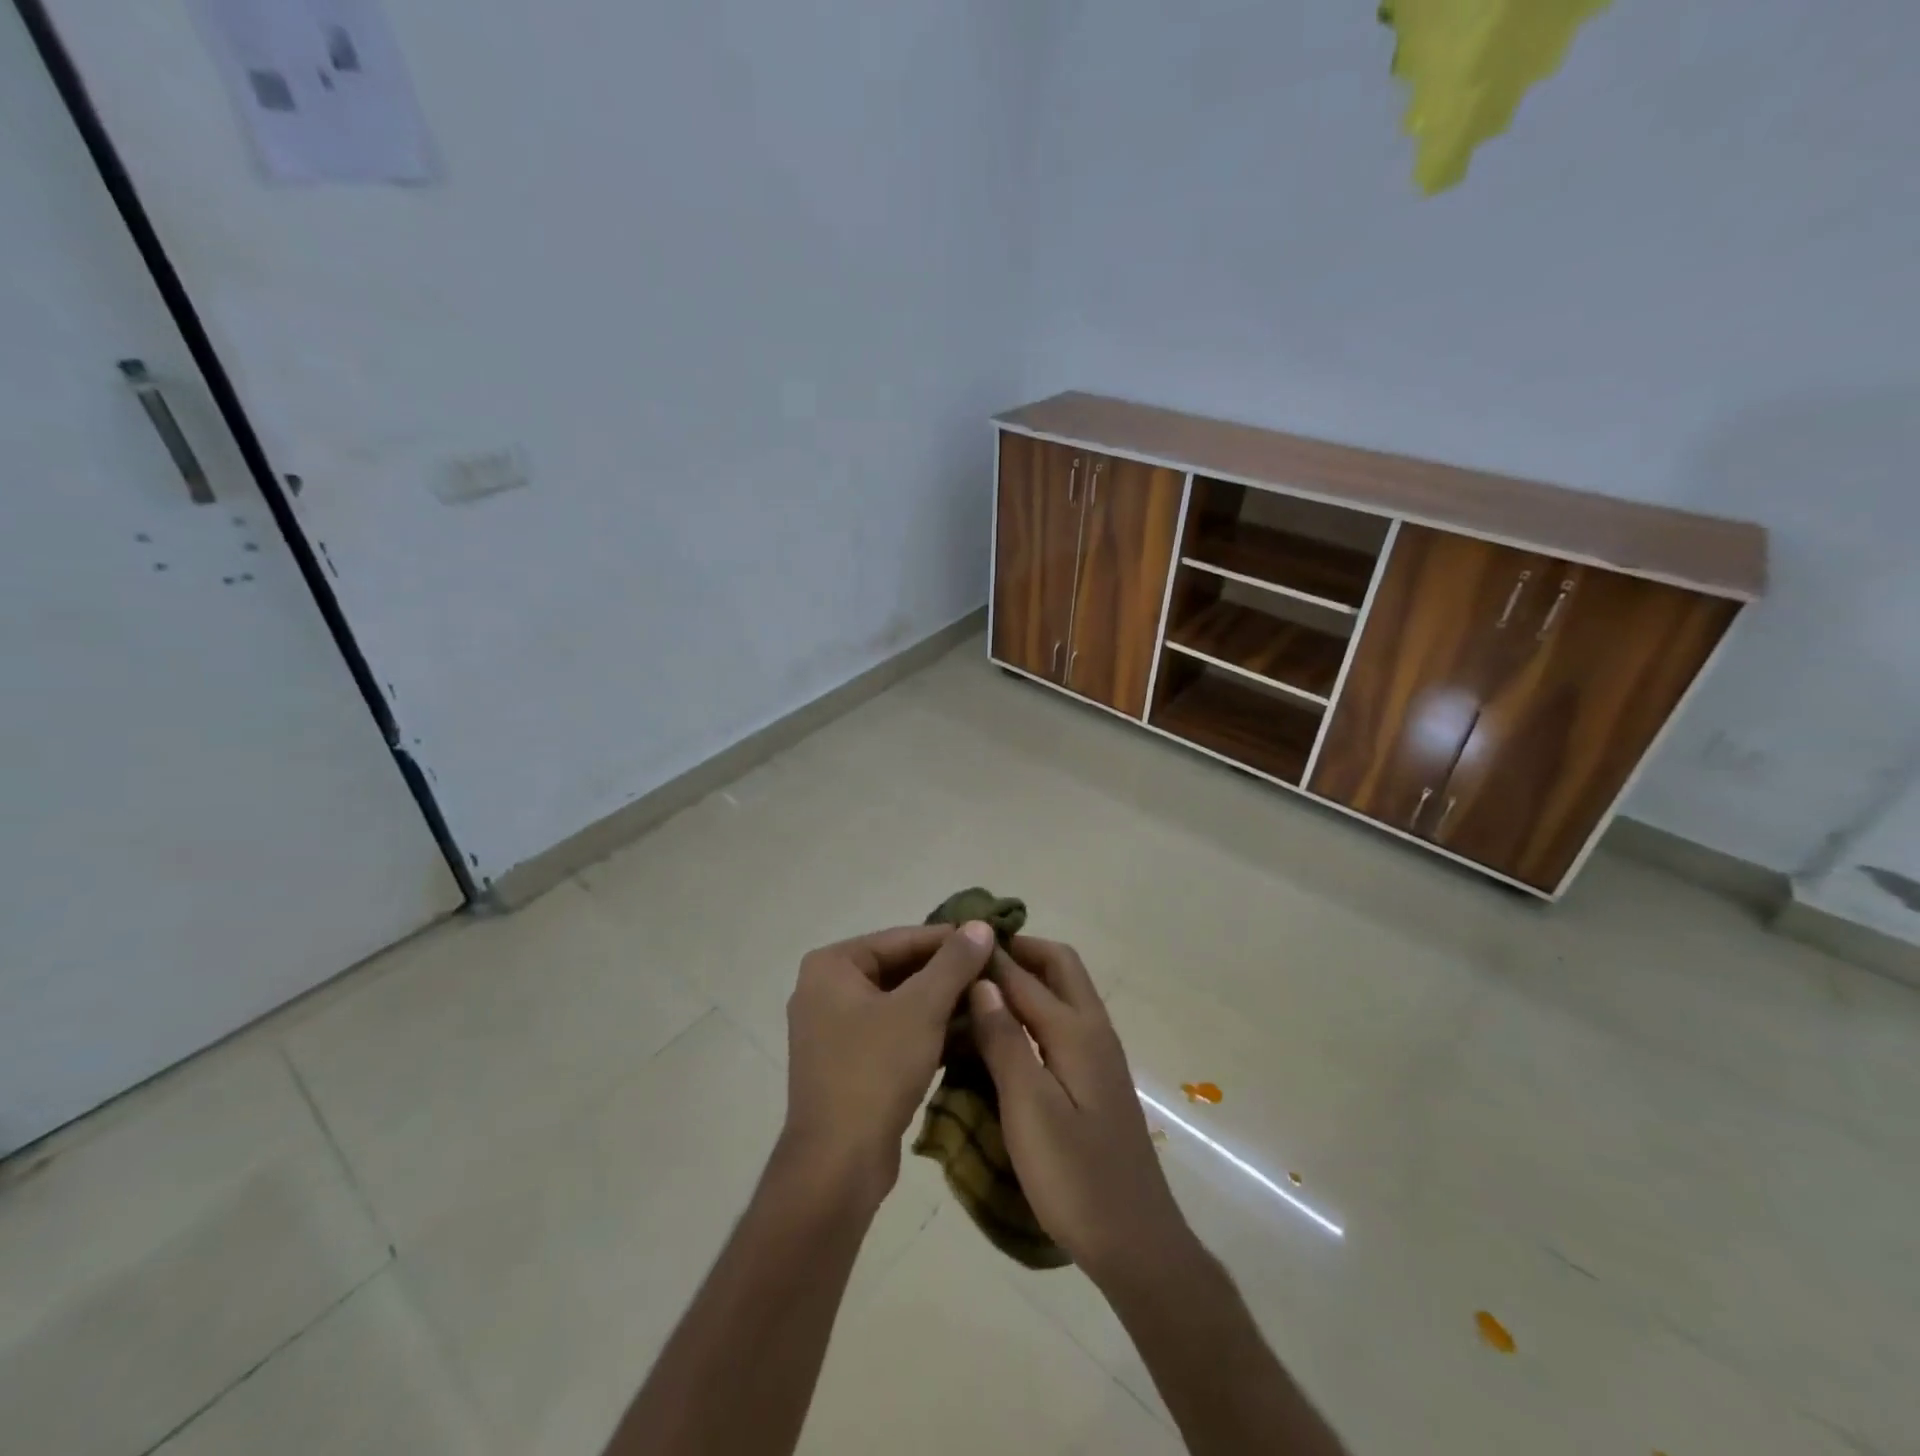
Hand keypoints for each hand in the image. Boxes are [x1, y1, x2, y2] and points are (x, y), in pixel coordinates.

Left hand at [781, 921, 996, 1205]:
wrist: (838, 1165)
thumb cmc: (875, 1071)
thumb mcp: (922, 1009)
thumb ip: (953, 963)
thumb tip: (981, 925)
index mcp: (832, 966)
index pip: (902, 938)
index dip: (950, 939)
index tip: (994, 940)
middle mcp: (826, 989)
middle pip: (900, 969)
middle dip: (948, 973)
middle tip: (997, 971)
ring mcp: (834, 1028)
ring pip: (900, 1002)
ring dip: (942, 1003)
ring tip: (990, 999)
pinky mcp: (849, 1062)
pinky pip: (894, 1031)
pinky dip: (927, 1030)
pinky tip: (969, 1033)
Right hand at [967, 937, 1193, 1283]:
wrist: (1135, 1241)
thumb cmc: (1075, 1177)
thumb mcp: (1029, 1108)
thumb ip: (1004, 1041)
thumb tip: (982, 981)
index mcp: (1076, 1031)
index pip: (1025, 975)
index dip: (989, 956)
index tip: (952, 940)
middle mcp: (1093, 1030)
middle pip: (1059, 967)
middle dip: (1020, 951)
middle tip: (973, 957)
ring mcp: (1099, 1055)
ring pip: (1064, 992)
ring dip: (1028, 977)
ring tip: (980, 986)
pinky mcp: (1095, 1079)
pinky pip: (1063, 1021)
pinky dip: (1035, 1008)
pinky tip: (1006, 1032)